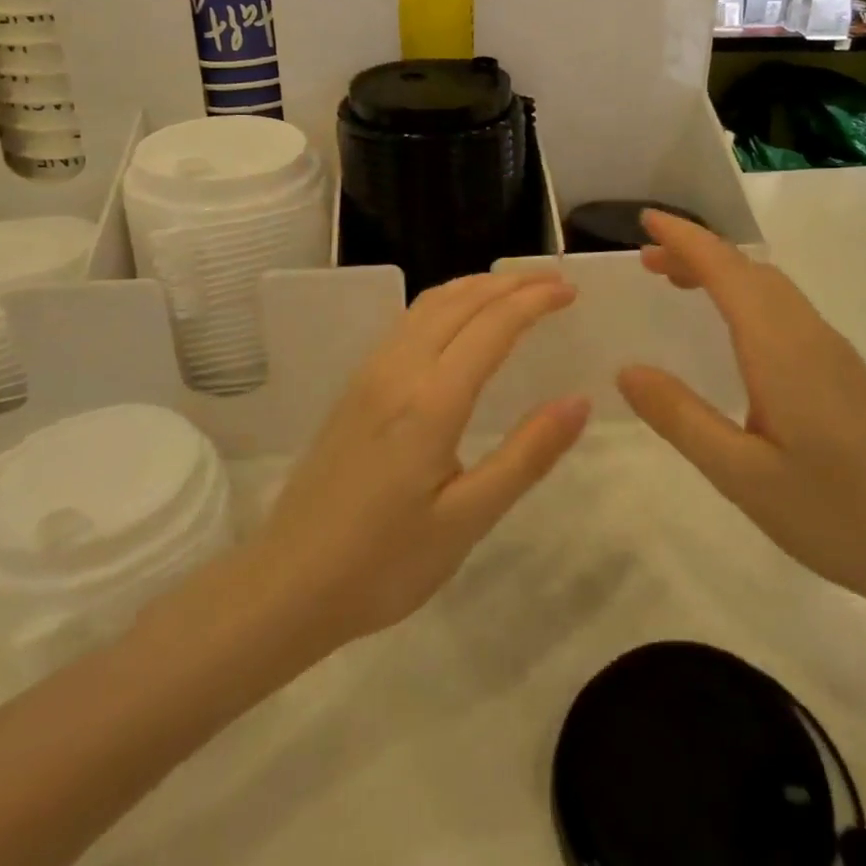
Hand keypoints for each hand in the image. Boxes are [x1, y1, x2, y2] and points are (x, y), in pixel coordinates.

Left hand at [248, 271, 589, 653]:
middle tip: (553, 281)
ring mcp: (371, 373)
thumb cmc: (384, 562)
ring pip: (430, 304)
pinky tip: (459, 320)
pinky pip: (409, 320)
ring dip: (476, 286)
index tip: (570, 291)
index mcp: (432, 400)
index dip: (535, 300)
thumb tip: (578, 401)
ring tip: (514, 288)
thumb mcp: (467, 519)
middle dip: (510, 282)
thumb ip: (526, 455)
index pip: (493, 325)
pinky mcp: (356, 386)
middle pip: (461, 300)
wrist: (287, 584)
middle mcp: (399, 369)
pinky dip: (447, 302)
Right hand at [617, 212, 865, 623]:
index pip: (725, 270)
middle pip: (749, 269)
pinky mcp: (845, 373)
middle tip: (648, 261)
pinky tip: (734, 332)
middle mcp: (808, 334)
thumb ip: (680, 417)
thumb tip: (627, 370)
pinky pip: (786, 310)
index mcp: (780, 348)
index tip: (645, 219)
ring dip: (723, 273)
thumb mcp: (741, 475)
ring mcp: (833, 352)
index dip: (684, 239)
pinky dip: (747, 297)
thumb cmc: (837, 514)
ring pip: (771, 288)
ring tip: (679, 285)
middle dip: (697, 252)